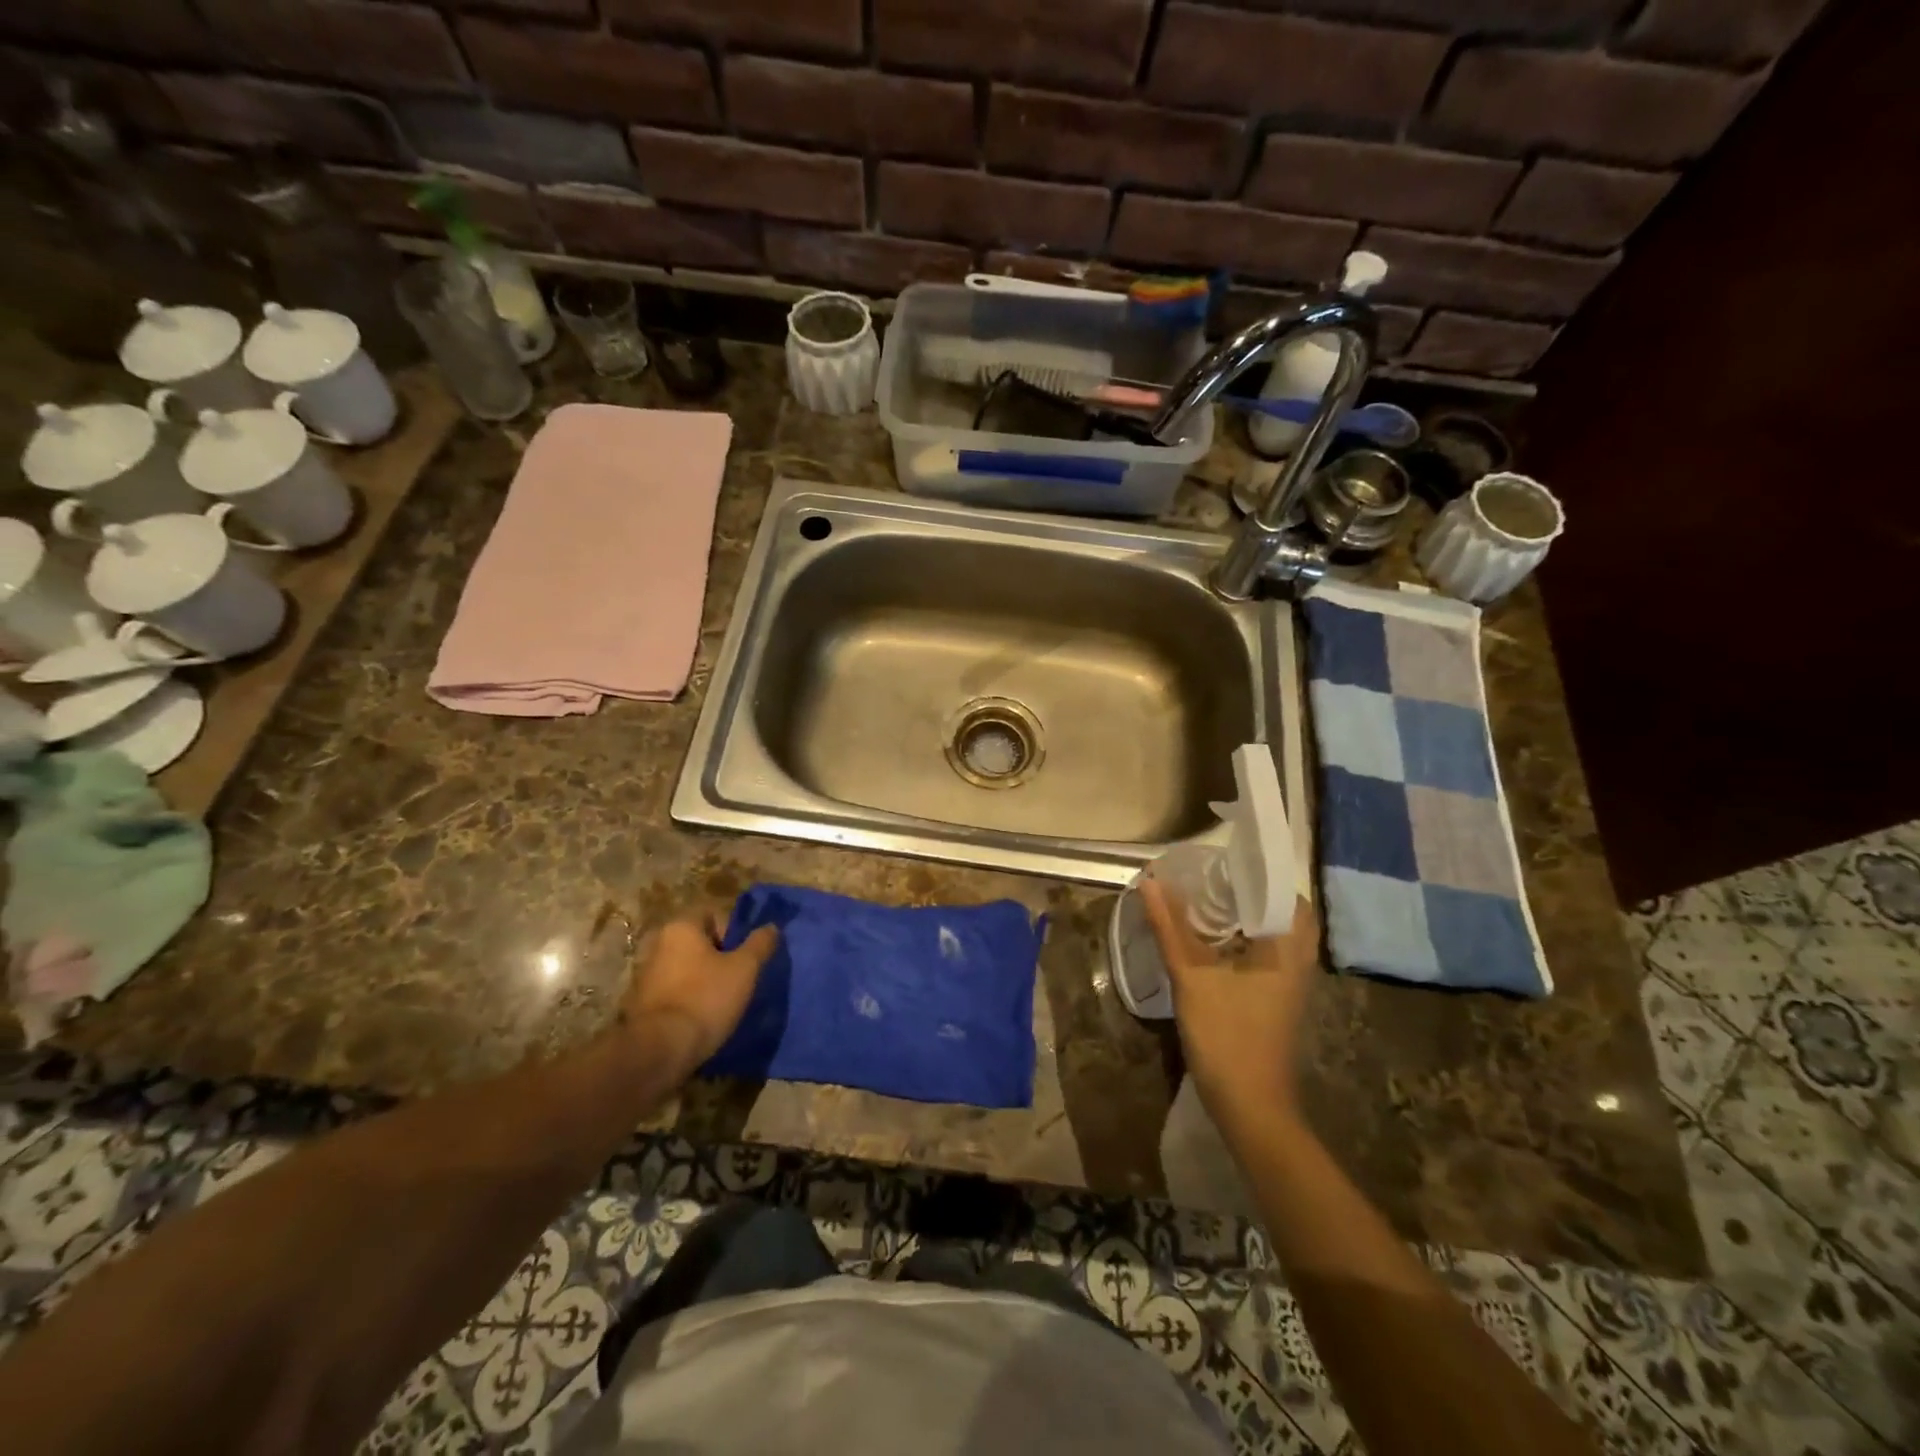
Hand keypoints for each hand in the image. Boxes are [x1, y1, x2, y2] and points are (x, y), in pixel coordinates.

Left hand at [622, 911, 779, 1071]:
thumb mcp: (745, 969)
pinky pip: (673, 993)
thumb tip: (771, 927)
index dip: (732, 930)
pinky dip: (688, 1000)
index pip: (711, 914)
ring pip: (684, 968)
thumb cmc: (705, 999)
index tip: (744, 955)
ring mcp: (644, 976)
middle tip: (738, 978)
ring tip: (722, 1002)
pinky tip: (701, 1018)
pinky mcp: (640, 1005)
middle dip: (718, 957)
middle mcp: (657, 944)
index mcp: (680, 927)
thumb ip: (760, 944)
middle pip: (697, 942)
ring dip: (702, 980)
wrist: (658, 1051)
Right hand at [1140, 881, 1319, 1129]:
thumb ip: (1171, 927)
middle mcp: (1297, 958)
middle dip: (1246, 890)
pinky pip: (1264, 952)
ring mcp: (1291, 981)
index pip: (1282, 888)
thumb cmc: (1227, 1037)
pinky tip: (1209, 938)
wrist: (1251, 1107)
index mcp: (1287, 946)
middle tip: (1208, 877)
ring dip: (1243, 914)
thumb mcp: (1192, 977)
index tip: (1220, 857)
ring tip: (1204, 898)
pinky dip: (1241, 938)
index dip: (1254, 869)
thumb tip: (1150, 881)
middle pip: (1278, 908)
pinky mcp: (1277, 997)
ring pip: (1271, 932)